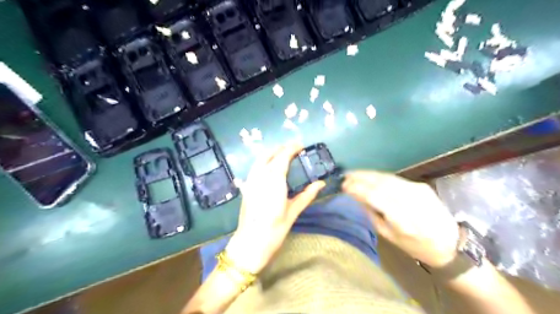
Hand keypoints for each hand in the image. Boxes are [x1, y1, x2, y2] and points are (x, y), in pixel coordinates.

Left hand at [225, 144, 325, 272]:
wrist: (250, 243)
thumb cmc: (274, 229)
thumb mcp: (293, 212)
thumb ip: (307, 195)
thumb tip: (321, 183)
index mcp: (274, 181)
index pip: (282, 157)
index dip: (291, 148)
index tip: (300, 145)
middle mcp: (260, 176)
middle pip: (269, 154)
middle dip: (281, 148)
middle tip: (293, 149)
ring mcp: (250, 181)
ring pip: (260, 159)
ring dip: (272, 153)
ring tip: (283, 155)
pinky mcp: (246, 187)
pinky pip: (255, 167)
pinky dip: (264, 161)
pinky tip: (271, 167)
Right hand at [342, 171, 458, 268]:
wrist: (450, 243)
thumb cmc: (415, 246)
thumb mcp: (389, 236)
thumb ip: (372, 214)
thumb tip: (356, 197)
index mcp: (402, 219)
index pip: (375, 196)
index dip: (358, 189)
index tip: (343, 186)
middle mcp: (411, 201)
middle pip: (381, 183)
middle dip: (360, 178)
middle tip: (345, 176)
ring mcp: (418, 190)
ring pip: (387, 177)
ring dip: (368, 174)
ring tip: (353, 173)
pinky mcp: (421, 185)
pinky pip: (395, 178)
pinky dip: (379, 176)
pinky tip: (369, 176)